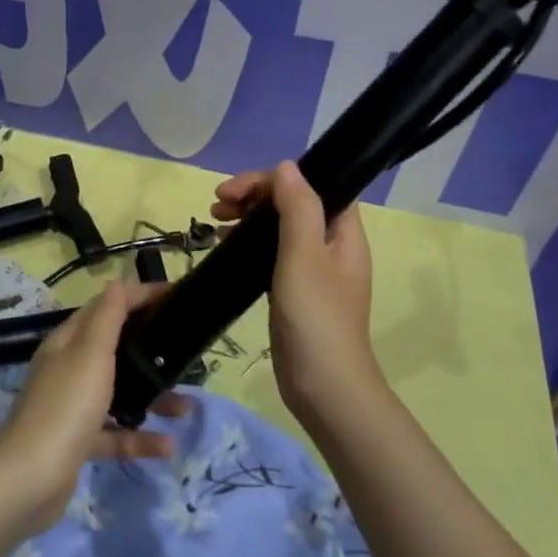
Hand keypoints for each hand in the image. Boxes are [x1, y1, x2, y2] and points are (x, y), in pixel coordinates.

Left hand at [0, 282, 189, 530]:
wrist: (29, 480)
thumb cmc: (66, 406)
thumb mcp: (91, 352)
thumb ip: (108, 317)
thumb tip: (118, 283)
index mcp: (69, 341)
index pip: (107, 306)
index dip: (140, 297)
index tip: (176, 297)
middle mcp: (69, 368)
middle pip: (114, 349)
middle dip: (150, 350)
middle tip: (185, 354)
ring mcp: (72, 407)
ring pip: (119, 393)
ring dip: (152, 397)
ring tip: (186, 408)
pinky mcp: (78, 442)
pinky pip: (115, 433)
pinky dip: (140, 437)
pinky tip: (168, 446)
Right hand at [212, 161, 376, 420]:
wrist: (324, 389)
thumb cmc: (317, 319)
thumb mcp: (304, 256)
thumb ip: (298, 208)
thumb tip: (286, 167)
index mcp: (343, 233)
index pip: (312, 185)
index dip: (274, 179)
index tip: (235, 190)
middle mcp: (331, 246)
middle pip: (292, 203)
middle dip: (254, 195)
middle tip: (217, 205)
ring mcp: (313, 271)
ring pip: (278, 227)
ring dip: (248, 217)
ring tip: (214, 223)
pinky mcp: (295, 292)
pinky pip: (270, 253)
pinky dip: (248, 243)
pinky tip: (224, 248)